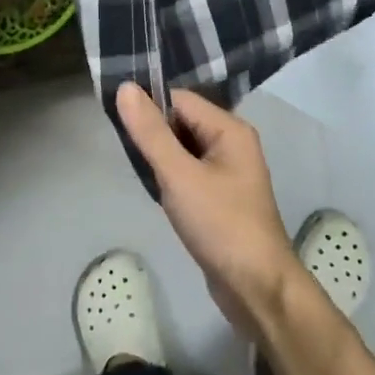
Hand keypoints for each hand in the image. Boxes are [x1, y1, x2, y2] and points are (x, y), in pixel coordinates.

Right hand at [116, 82, 304, 335]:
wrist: (256, 286)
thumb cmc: (220, 224)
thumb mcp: (179, 175)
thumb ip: (150, 132)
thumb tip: (125, 88)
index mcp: (230, 129)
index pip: (180, 100)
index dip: (149, 107)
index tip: (117, 123)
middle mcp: (233, 143)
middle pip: (182, 122)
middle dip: (154, 134)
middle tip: (127, 154)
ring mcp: (229, 172)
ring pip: (184, 149)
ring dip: (161, 158)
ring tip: (141, 174)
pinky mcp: (221, 197)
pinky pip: (190, 173)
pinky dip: (171, 178)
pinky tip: (157, 192)